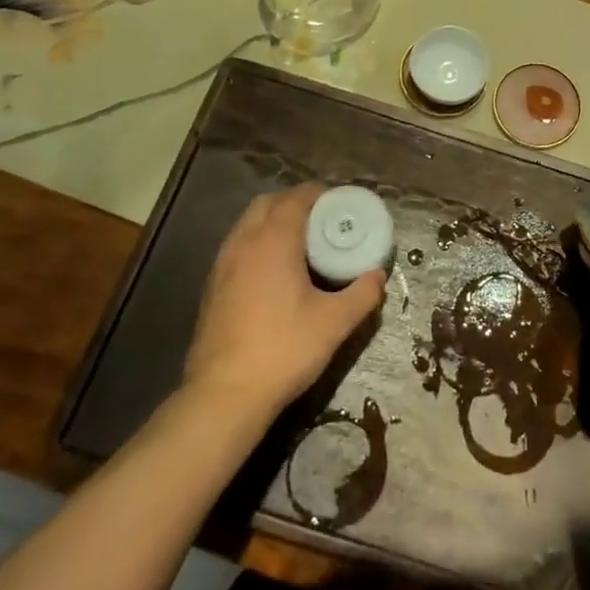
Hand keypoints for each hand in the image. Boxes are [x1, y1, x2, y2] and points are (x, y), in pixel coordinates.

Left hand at [182, 185, 385, 426]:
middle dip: (293, 202)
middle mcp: (243, 244)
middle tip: (321, 219)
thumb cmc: (284, 350)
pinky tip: (273, 272)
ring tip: (299, 243)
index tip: (340, 201)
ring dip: (272, 221)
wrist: (224, 394)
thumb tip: (378, 276)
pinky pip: (237, 247)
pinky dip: (256, 243)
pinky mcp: (212, 287)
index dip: (318, 194)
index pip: (295, 199)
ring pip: (247, 225)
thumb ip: (362, 294)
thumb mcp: (334, 323)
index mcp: (273, 242)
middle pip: (267, 204)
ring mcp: (222, 265)